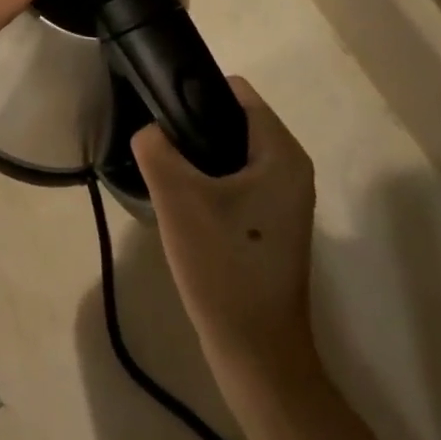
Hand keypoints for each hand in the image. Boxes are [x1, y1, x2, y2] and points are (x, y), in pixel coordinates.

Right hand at [133, 77, 318, 382]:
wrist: (254, 349)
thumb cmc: (222, 264)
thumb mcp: (177, 197)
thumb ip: (156, 147)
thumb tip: (150, 130)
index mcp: (281, 155)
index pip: (236, 92)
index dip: (195, 90)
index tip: (159, 105)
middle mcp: (291, 170)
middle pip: (233, 121)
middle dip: (192, 125)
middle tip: (155, 143)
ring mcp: (284, 201)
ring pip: (231, 154)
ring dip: (196, 157)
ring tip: (162, 170)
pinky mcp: (270, 225)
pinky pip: (235, 183)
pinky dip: (207, 183)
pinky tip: (180, 203)